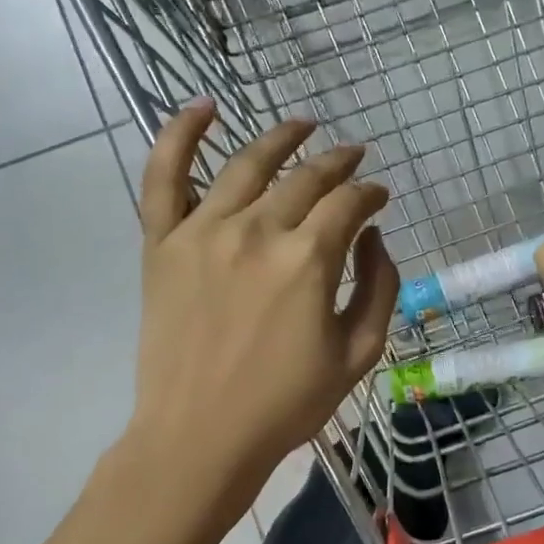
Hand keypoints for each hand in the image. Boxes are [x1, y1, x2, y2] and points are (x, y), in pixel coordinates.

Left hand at [131, 103, 398, 484]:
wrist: (200, 437)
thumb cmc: (286, 403)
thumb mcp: (359, 353)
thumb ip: (378, 287)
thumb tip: (373, 236)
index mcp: (308, 260)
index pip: (349, 203)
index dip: (371, 192)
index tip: (380, 196)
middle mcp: (257, 230)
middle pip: (306, 177)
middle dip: (338, 163)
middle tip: (353, 157)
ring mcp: (203, 231)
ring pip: (247, 163)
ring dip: (281, 136)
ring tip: (303, 124)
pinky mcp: (162, 244)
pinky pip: (164, 176)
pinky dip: (180, 134)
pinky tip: (203, 107)